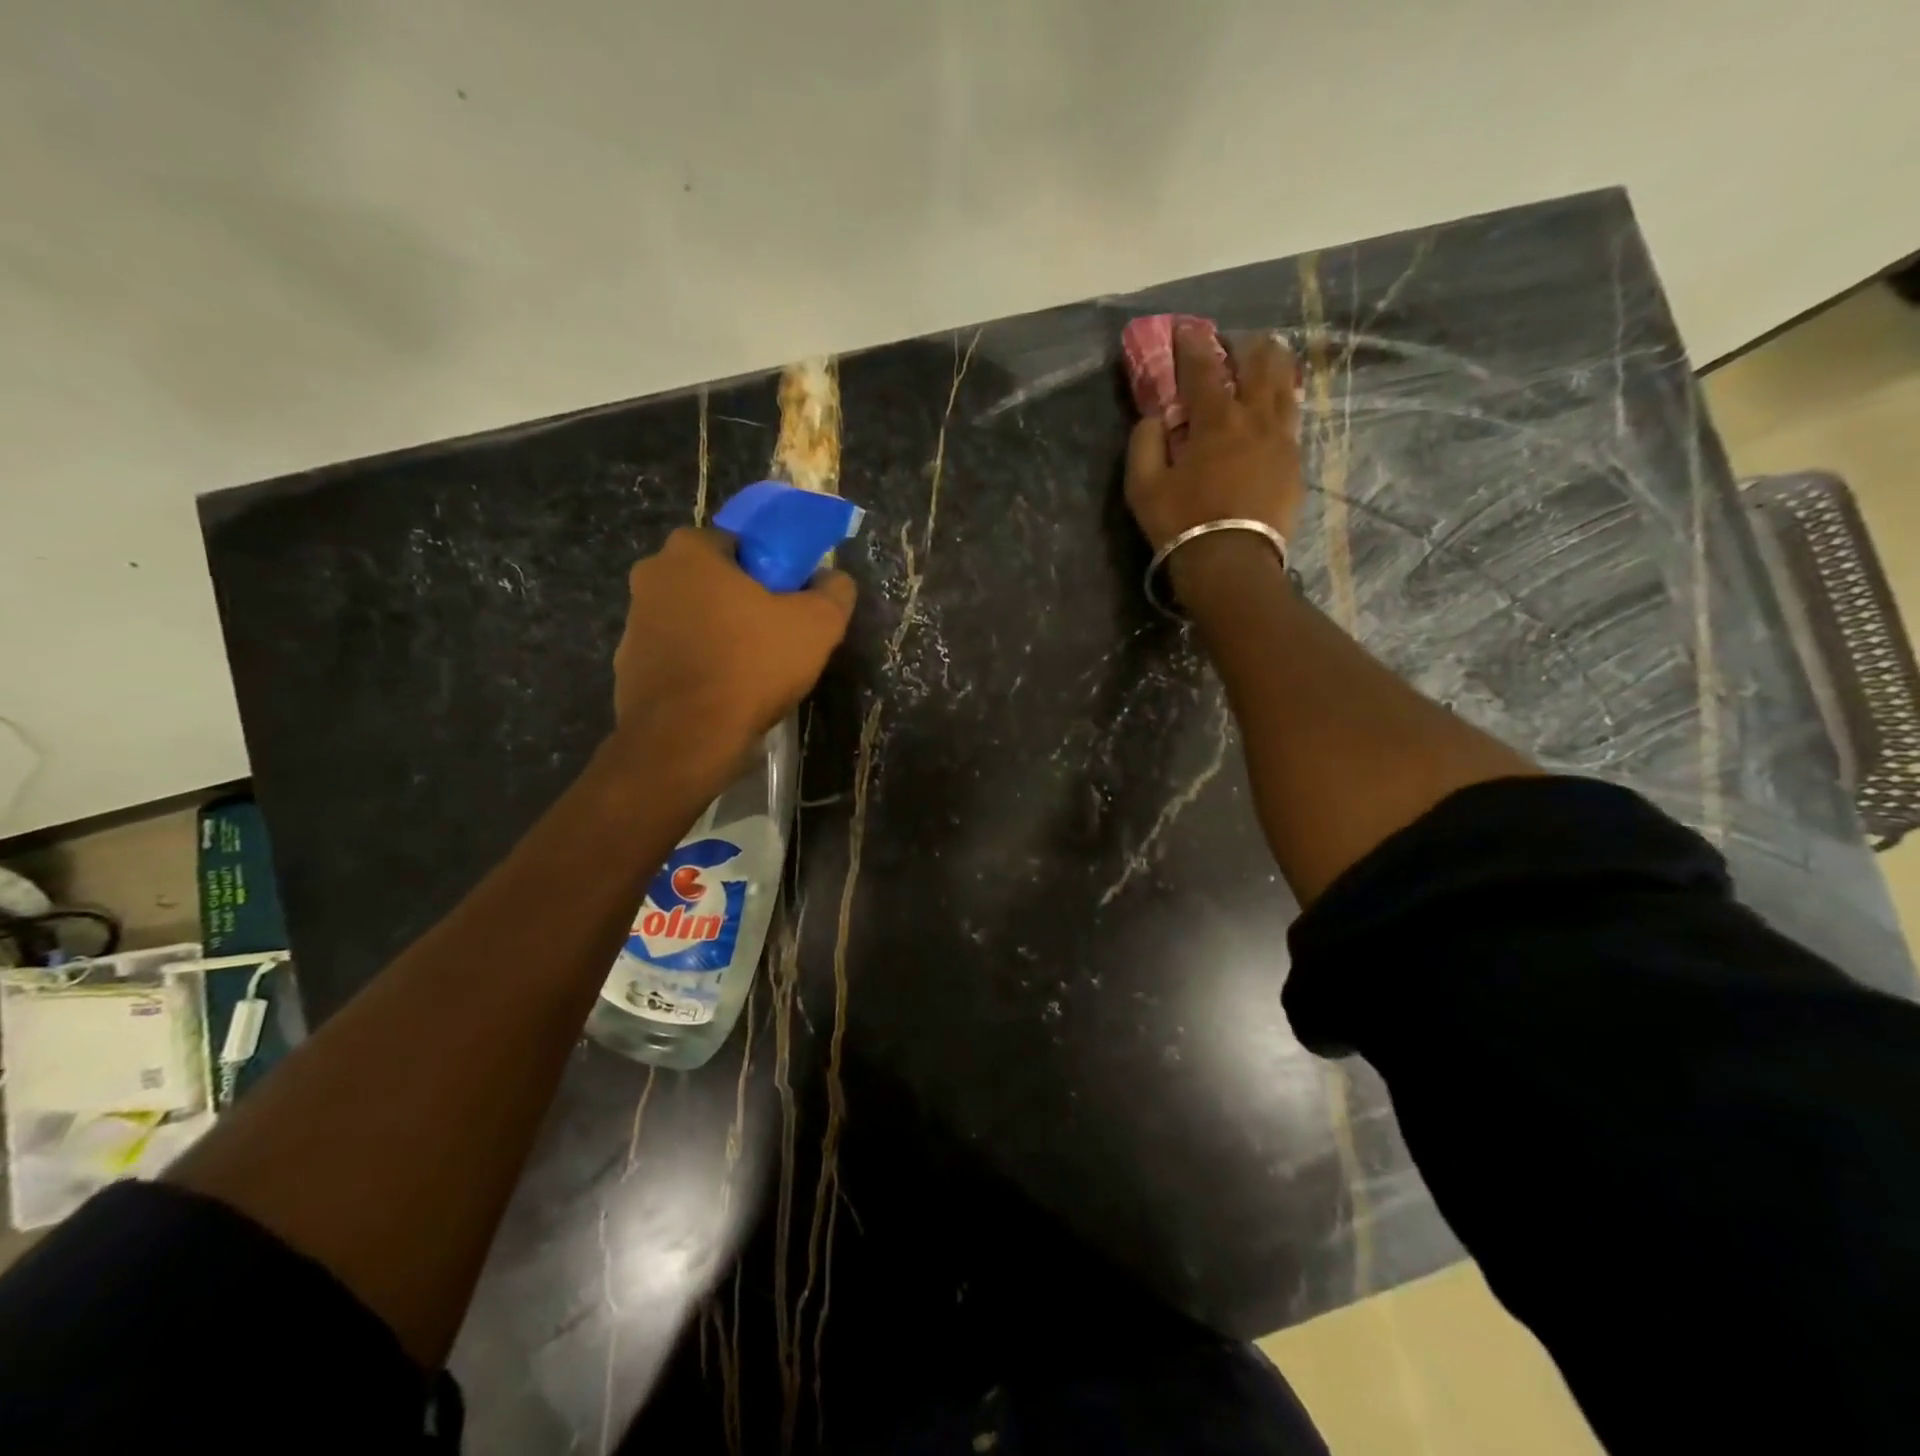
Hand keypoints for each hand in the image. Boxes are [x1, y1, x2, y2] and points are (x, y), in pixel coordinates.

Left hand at [612, 527, 855, 773]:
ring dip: (719, 635)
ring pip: (693, 618)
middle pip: (713, 581)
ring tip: (752, 672)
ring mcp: (633, 623)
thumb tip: (834, 579)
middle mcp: (652, 576)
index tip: (790, 600)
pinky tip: (723, 693)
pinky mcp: (627, 666)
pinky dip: (699, 667)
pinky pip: (676, 656)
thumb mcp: (818, 624)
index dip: (771, 569)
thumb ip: (834, 591)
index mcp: (690, 550)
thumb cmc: (751, 665)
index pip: (739, 543)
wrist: (686, 738)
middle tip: (776, 635)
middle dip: (743, 602)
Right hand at [1124, 328, 1304, 553]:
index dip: (1193, 344)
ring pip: (1285, 385)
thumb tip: (1155, 418)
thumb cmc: (1181, 523)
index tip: (1186, 328)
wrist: (1232, 563)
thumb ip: (1144, 443)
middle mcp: (1255, 418)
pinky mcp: (1295, 463)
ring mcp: (1282, 439)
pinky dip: (1282, 401)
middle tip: (1231, 342)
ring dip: (1273, 365)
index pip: (1204, 367)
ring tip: (1265, 358)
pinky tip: (1276, 405)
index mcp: (1215, 420)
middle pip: (1259, 363)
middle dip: (1244, 345)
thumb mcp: (1143, 487)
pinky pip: (1292, 418)